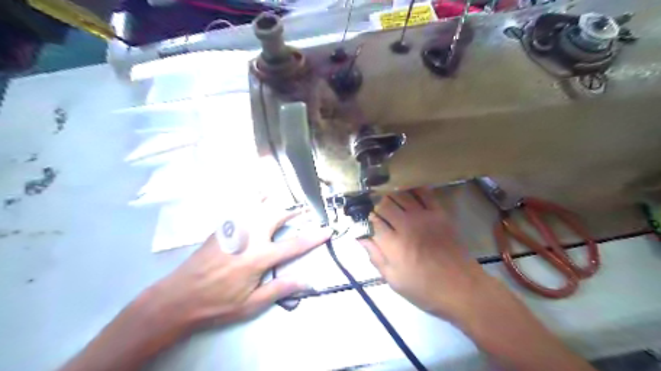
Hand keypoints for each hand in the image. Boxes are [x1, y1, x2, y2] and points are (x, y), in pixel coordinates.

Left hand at [154, 201, 329, 328]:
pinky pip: (240, 205)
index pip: (294, 244)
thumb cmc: (218, 303)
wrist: (179, 296)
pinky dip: (251, 196)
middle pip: (277, 214)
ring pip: (258, 204)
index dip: (314, 237)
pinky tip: (255, 192)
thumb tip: (307, 281)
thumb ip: (280, 289)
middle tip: (305, 208)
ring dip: (273, 198)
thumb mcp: (251, 304)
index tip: (328, 229)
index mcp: (259, 257)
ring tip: (282, 193)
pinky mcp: (222, 226)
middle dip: (294, 210)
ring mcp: (234, 228)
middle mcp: (250, 236)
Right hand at [360, 187, 492, 319]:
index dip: (365, 218)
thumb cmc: (424, 289)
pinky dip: (413, 189)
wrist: (462, 289)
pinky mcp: (439, 213)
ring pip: (401, 194)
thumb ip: (376, 256)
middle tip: (373, 209)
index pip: (372, 220)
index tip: (362, 220)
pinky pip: (424, 193)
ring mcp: (424, 216)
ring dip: (390, 194)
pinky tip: (407, 190)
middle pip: (384, 203)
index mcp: (393, 243)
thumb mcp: (394, 280)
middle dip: (375, 204)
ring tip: (386, 198)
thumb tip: (361, 237)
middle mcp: (406, 225)